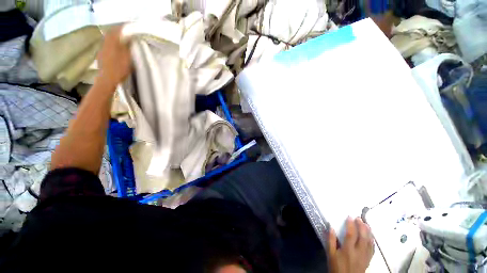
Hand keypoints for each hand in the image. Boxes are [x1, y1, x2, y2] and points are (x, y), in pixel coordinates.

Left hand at [96, 26, 130, 87]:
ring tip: (122, 40)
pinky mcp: (101, 56)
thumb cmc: (119, 69)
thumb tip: (130, 39)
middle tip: (125, 33)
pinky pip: (107, 46)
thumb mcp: (128, 58)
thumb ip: (128, 47)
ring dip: (114, 38)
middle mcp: (105, 44)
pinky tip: (116, 49)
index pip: (116, 31)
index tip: (129, 27)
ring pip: (108, 40)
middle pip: (111, 34)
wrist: (107, 80)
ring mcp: (102, 50)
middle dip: (118, 32)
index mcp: (112, 43)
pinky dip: (112, 45)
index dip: (122, 28)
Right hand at [328, 217, 374, 272]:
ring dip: (369, 233)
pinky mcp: (368, 260)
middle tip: (359, 218)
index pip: (351, 234)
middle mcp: (358, 252)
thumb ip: (330, 240)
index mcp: (348, 250)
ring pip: (369, 242)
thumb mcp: (330, 254)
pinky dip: (372, 242)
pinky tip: (371, 237)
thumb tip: (331, 227)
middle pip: (363, 237)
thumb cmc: (336, 266)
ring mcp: (365, 256)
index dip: (351, 225)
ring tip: (367, 225)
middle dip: (362, 226)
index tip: (350, 217)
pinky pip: (372, 249)